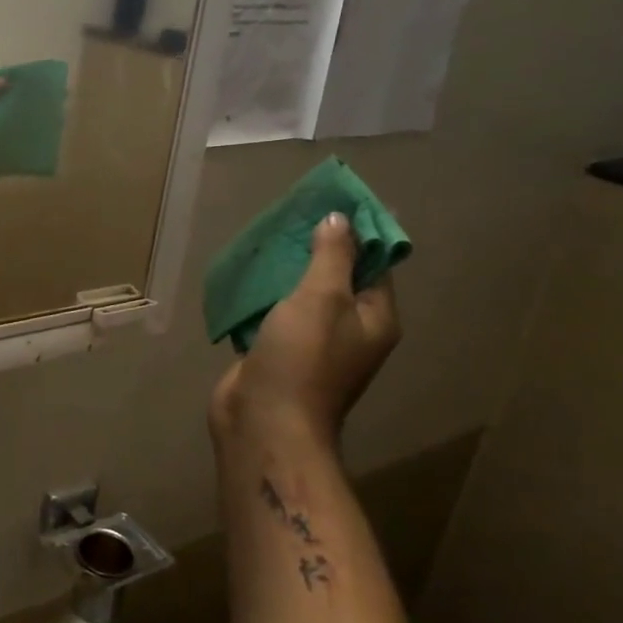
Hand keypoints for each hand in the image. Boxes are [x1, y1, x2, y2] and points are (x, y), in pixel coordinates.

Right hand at [209, 212, 401, 452]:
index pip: (376, 264)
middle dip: (316, 246)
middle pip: (337, 278)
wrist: (264, 421)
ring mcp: (311, 344)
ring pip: (301, 295)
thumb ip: (332, 256)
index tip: (335, 201)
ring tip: (265, 237)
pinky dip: (263, 294)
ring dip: (286, 269)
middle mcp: (349, 330)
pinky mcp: (277, 352)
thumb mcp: (322, 298)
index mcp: (374, 318)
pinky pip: (274, 313)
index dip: (359, 232)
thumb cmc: (302, 358)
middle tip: (291, 214)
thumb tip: (339, 220)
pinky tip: (246, 275)